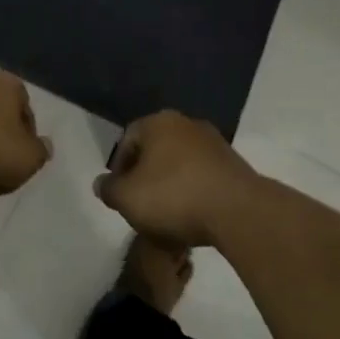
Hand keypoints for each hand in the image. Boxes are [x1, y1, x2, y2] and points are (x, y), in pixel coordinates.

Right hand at [94, 110, 262, 246]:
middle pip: (156, 150)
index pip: (128, 139)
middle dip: (145, 176)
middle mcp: (186, 123)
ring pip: (180, 163)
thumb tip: (101, 183)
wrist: (238, 211)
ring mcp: (214, 143)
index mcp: (158, 122)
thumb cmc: (174, 197)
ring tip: (166, 216)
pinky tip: (192, 217)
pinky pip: (203, 177)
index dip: (118, 167)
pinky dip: (193, 192)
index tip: (118, 193)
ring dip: (171, 185)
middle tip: (140, 204)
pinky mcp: (234, 165)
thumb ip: (109, 190)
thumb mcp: (128, 198)